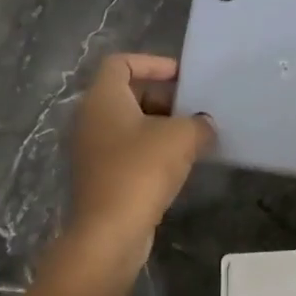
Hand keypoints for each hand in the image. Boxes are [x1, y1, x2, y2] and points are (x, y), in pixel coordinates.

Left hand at [67, 54, 214, 260]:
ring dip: (162, 127)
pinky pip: (130, 152)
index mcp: (103, 99)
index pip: (121, 63)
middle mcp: (91, 119)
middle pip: (128, 94)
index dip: (153, 63)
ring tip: (196, 137)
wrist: (110, 232)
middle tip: (195, 109)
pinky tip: (181, 165)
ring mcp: (94, 151)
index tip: (183, 76)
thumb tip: (204, 125)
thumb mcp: (182, 138)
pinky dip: (153, 151)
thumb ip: (199, 123)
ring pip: (131, 125)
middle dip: (164, 98)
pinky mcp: (102, 178)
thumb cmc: (141, 171)